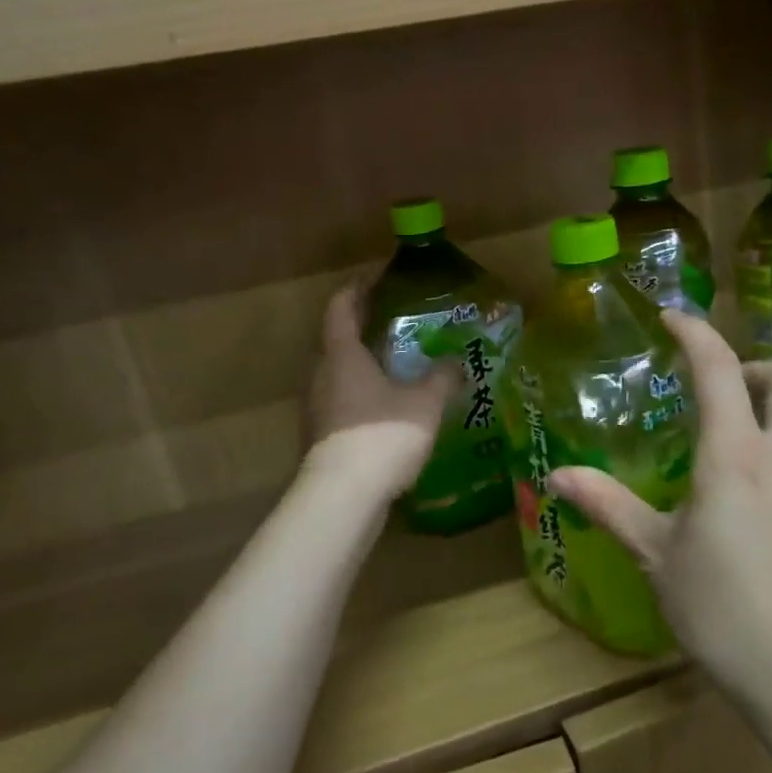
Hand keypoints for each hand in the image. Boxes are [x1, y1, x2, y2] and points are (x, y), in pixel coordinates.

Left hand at [305, 283, 455, 495]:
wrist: (343, 497)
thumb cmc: (383, 435)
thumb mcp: (425, 402)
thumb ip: (442, 376)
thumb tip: (455, 360)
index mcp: (341, 354)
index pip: (342, 305)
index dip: (359, 286)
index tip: (379, 275)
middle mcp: (321, 374)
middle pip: (337, 339)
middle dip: (364, 326)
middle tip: (396, 322)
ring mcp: (316, 408)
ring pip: (339, 373)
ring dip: (364, 364)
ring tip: (398, 367)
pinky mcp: (320, 436)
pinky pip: (342, 402)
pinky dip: (362, 395)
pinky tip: (389, 409)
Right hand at [547, 310, 771, 703]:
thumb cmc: (721, 606)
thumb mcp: (654, 552)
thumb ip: (607, 505)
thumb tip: (557, 478)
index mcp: (733, 455)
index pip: (719, 370)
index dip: (695, 333)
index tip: (670, 318)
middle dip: (753, 365)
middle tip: (714, 387)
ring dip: (766, 407)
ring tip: (720, 442)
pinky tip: (745, 496)